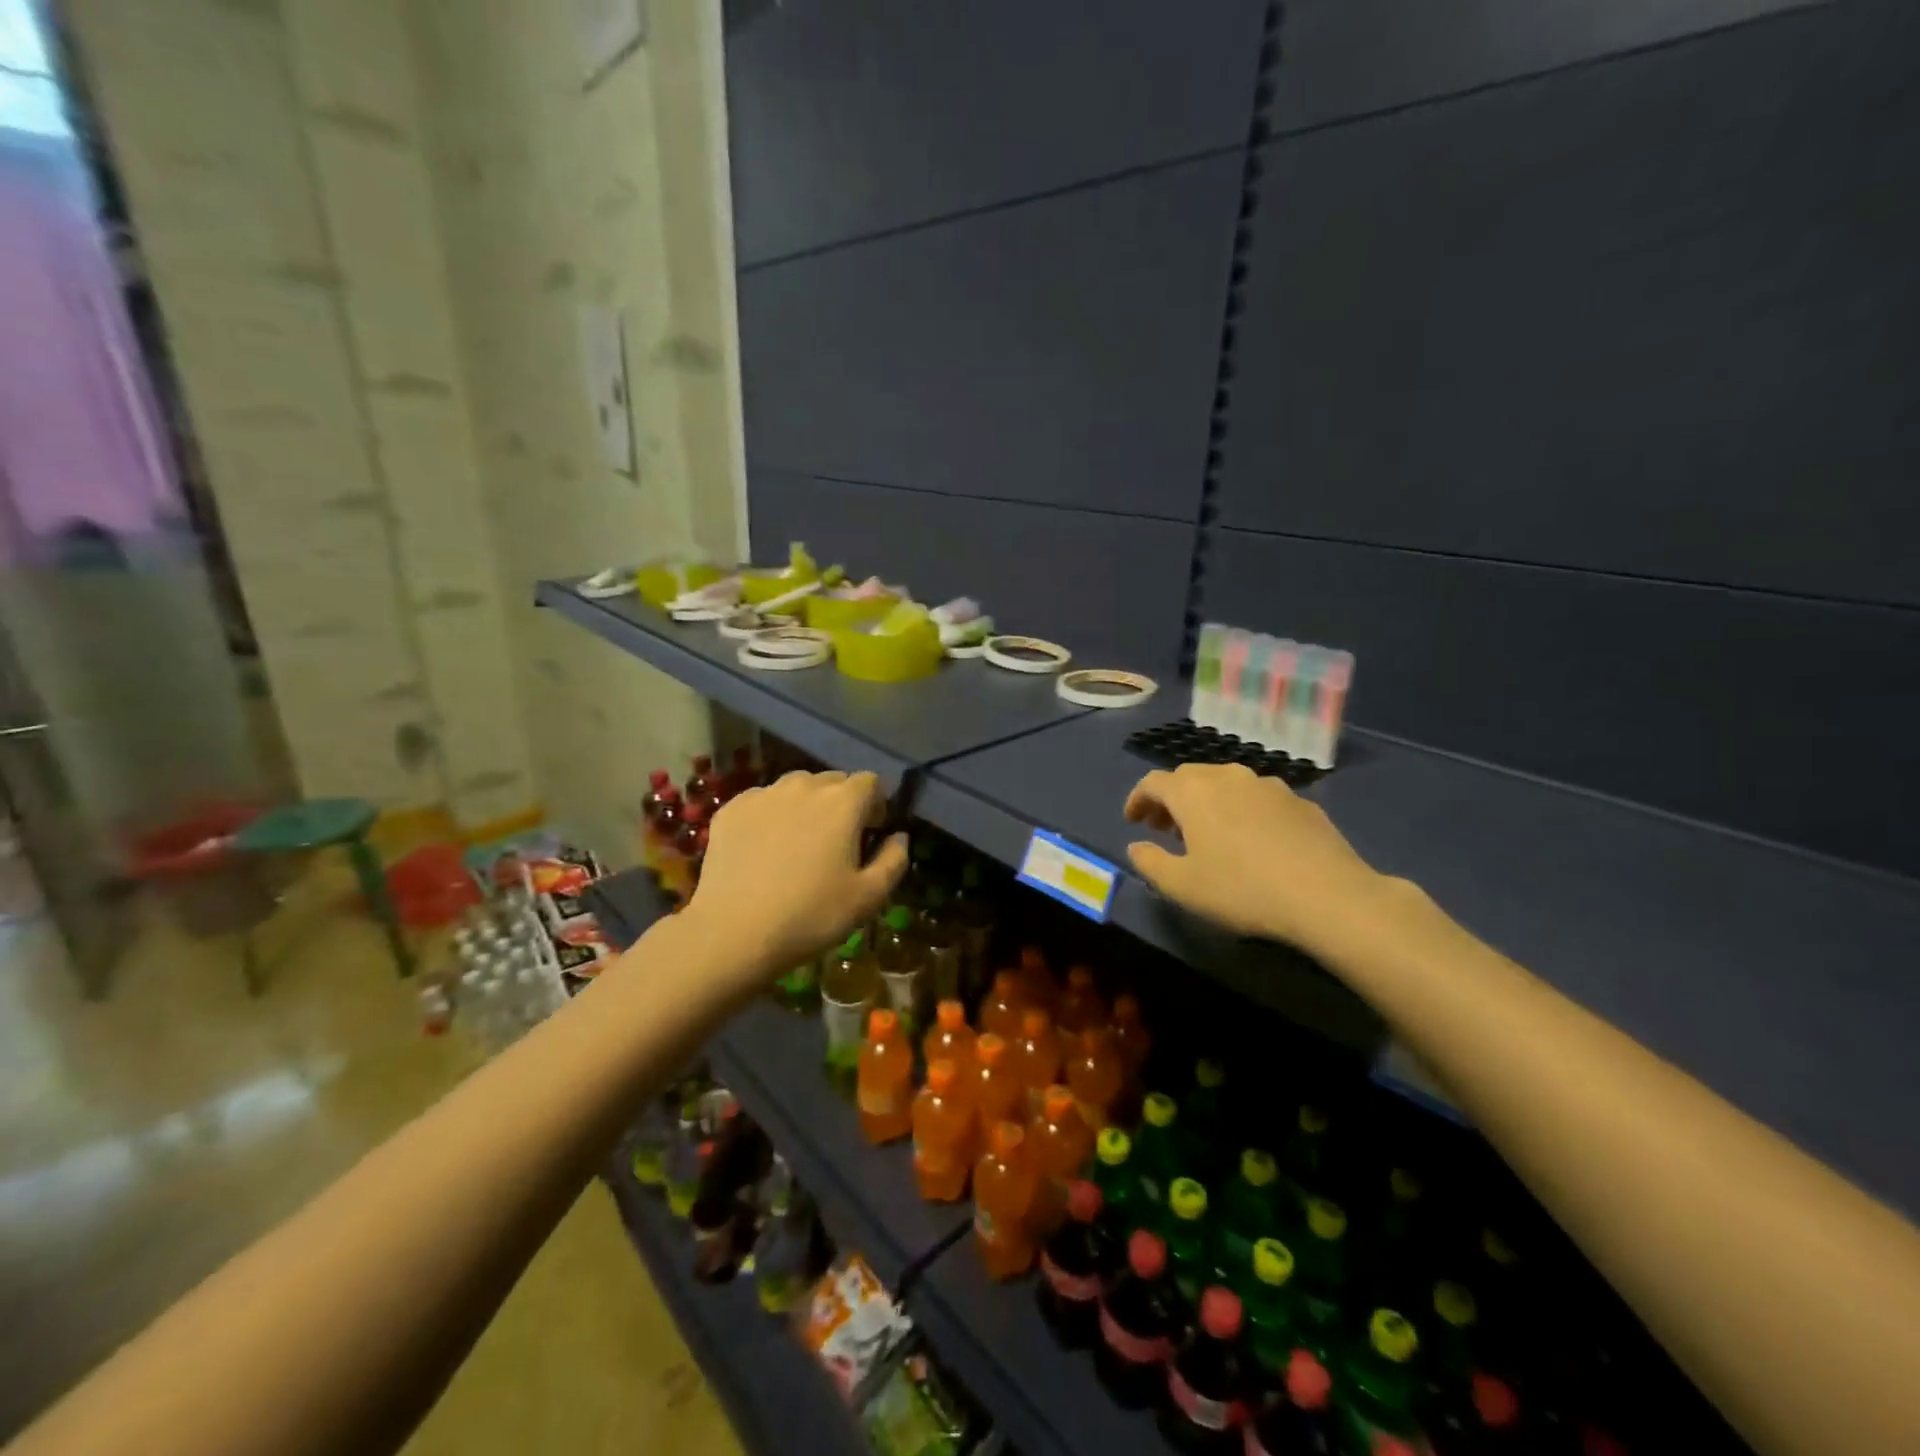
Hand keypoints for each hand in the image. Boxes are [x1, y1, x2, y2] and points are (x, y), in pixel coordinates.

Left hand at [684, 769, 906, 993]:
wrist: (734, 933)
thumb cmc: (811, 916)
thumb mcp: (869, 897)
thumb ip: (894, 860)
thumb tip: (899, 836)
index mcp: (843, 802)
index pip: (871, 782)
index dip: (876, 804)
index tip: (871, 832)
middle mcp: (804, 786)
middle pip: (833, 781)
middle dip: (842, 803)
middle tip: (837, 842)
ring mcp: (763, 794)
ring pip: (796, 788)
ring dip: (806, 806)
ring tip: (799, 843)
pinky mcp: (731, 809)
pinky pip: (763, 802)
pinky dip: (771, 816)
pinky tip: (765, 850)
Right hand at [1124, 764, 1387, 949]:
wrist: (1328, 896)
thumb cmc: (1242, 889)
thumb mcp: (1181, 886)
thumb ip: (1150, 862)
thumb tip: (1136, 846)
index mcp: (1193, 792)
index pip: (1153, 782)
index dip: (1137, 799)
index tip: (1132, 821)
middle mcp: (1228, 777)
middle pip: (1189, 777)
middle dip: (1171, 799)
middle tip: (1165, 828)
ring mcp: (1268, 785)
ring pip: (1226, 784)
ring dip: (1208, 802)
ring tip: (1208, 834)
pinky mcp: (1300, 801)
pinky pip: (1258, 799)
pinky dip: (1242, 811)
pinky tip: (1252, 841)